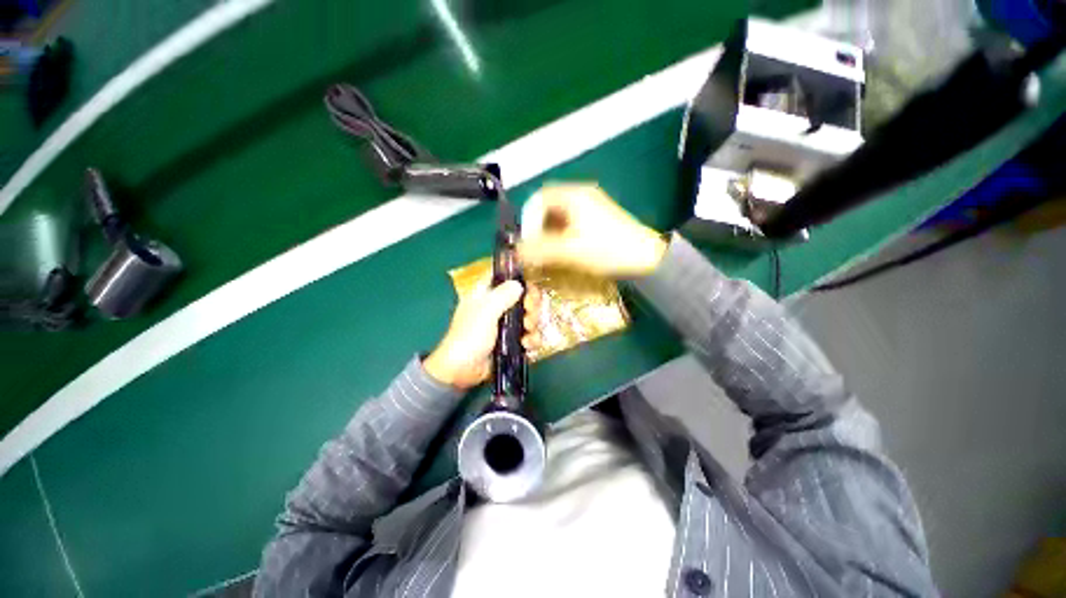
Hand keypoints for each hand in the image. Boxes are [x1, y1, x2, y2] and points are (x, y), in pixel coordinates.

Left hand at [424, 281, 541, 389]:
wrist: (462, 371)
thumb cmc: (470, 336)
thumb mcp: (485, 312)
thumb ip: (503, 295)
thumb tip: (519, 284)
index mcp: (486, 294)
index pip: (505, 278)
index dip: (519, 280)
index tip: (529, 288)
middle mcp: (497, 306)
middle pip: (522, 296)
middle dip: (531, 305)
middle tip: (529, 314)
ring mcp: (505, 324)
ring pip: (527, 316)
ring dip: (532, 324)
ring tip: (527, 333)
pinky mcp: (511, 341)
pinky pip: (528, 334)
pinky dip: (531, 339)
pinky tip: (528, 345)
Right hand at [518, 185, 667, 276]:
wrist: (647, 257)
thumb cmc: (607, 250)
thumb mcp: (570, 250)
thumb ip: (541, 250)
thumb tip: (516, 251)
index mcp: (574, 196)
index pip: (540, 198)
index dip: (529, 218)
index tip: (528, 238)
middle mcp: (582, 195)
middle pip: (549, 206)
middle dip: (539, 226)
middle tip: (538, 247)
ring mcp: (592, 205)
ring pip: (561, 215)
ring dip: (551, 231)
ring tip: (550, 251)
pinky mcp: (599, 217)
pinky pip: (572, 221)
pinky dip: (563, 233)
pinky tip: (565, 250)